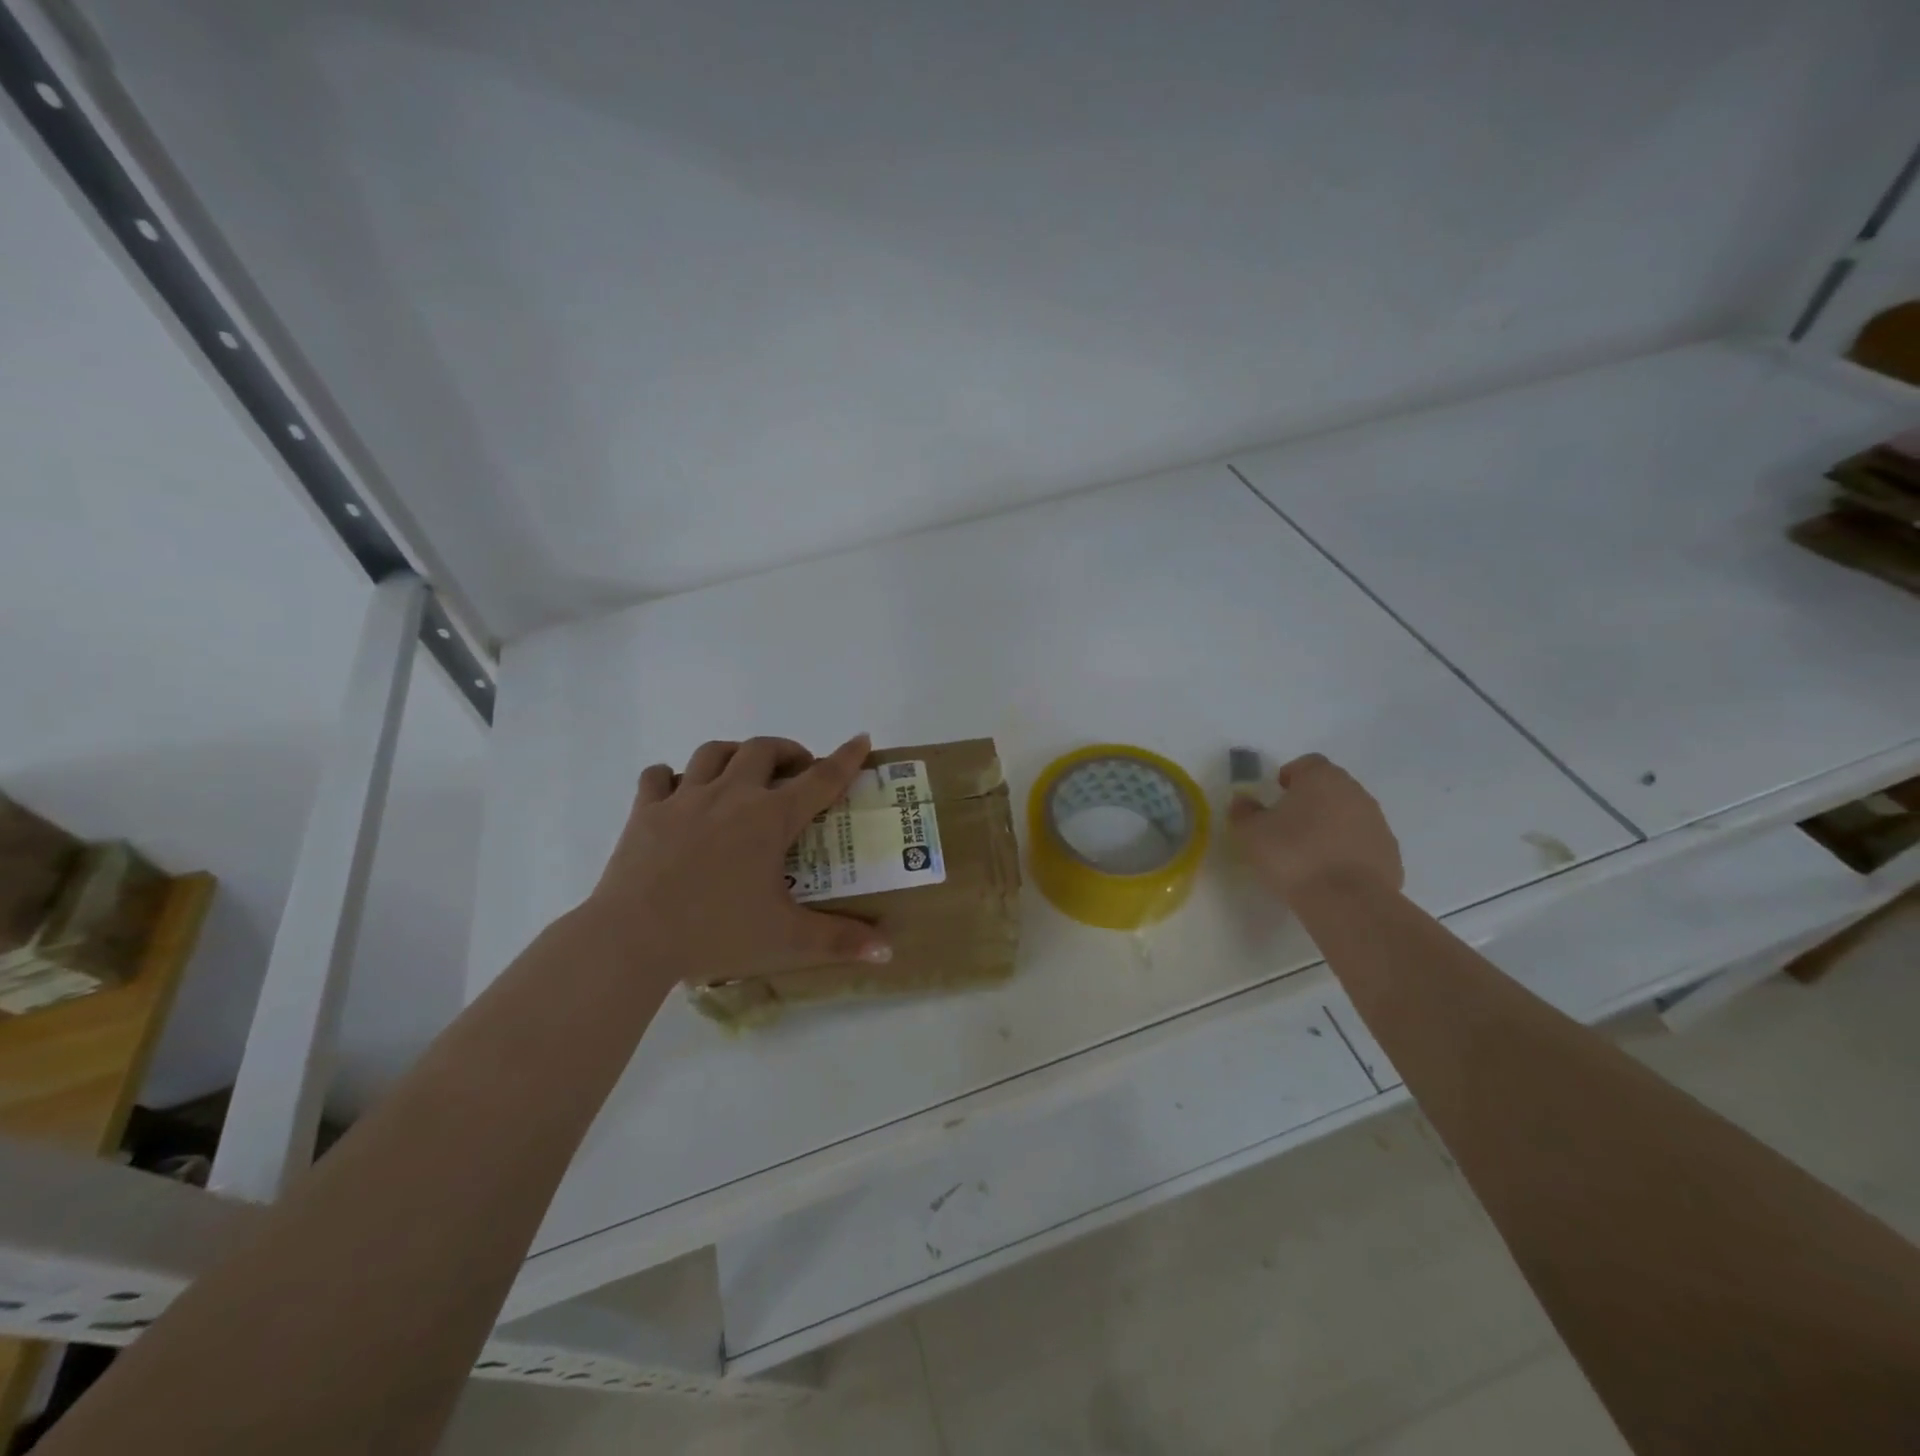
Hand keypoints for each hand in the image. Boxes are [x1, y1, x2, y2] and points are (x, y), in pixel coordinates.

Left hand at [581, 733, 890, 986]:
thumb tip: (888, 951)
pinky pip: (658, 776)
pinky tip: (678, 792)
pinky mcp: (645, 812)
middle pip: (763, 749)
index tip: (861, 739)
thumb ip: (840, 941)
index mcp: (770, 819)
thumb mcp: (787, 940)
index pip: (820, 778)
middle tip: (797, 771)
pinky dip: (672, 776)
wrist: (632, 938)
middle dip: (787, 751)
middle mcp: (730, 795)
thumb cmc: (716, 933)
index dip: (846, 758)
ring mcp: (683, 799)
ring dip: (735, 754)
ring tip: (743, 772)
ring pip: (713, 752)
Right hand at [1228, 753, 1403, 902]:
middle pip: (1331, 787)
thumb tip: (1244, 801)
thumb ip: (1244, 812)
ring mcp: (1377, 823)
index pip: (1308, 763)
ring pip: (1350, 815)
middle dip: (1312, 800)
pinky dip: (1348, 850)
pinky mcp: (1390, 854)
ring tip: (1309, 851)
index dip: (1291, 775)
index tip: (1277, 794)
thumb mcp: (1250, 833)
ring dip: (1331, 825)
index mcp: (1322, 779)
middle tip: (1289, 823)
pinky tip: (1330, 872)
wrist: (1347, 902)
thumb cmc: (1292, 855)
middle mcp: (1355, 793)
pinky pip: (1363, 843)